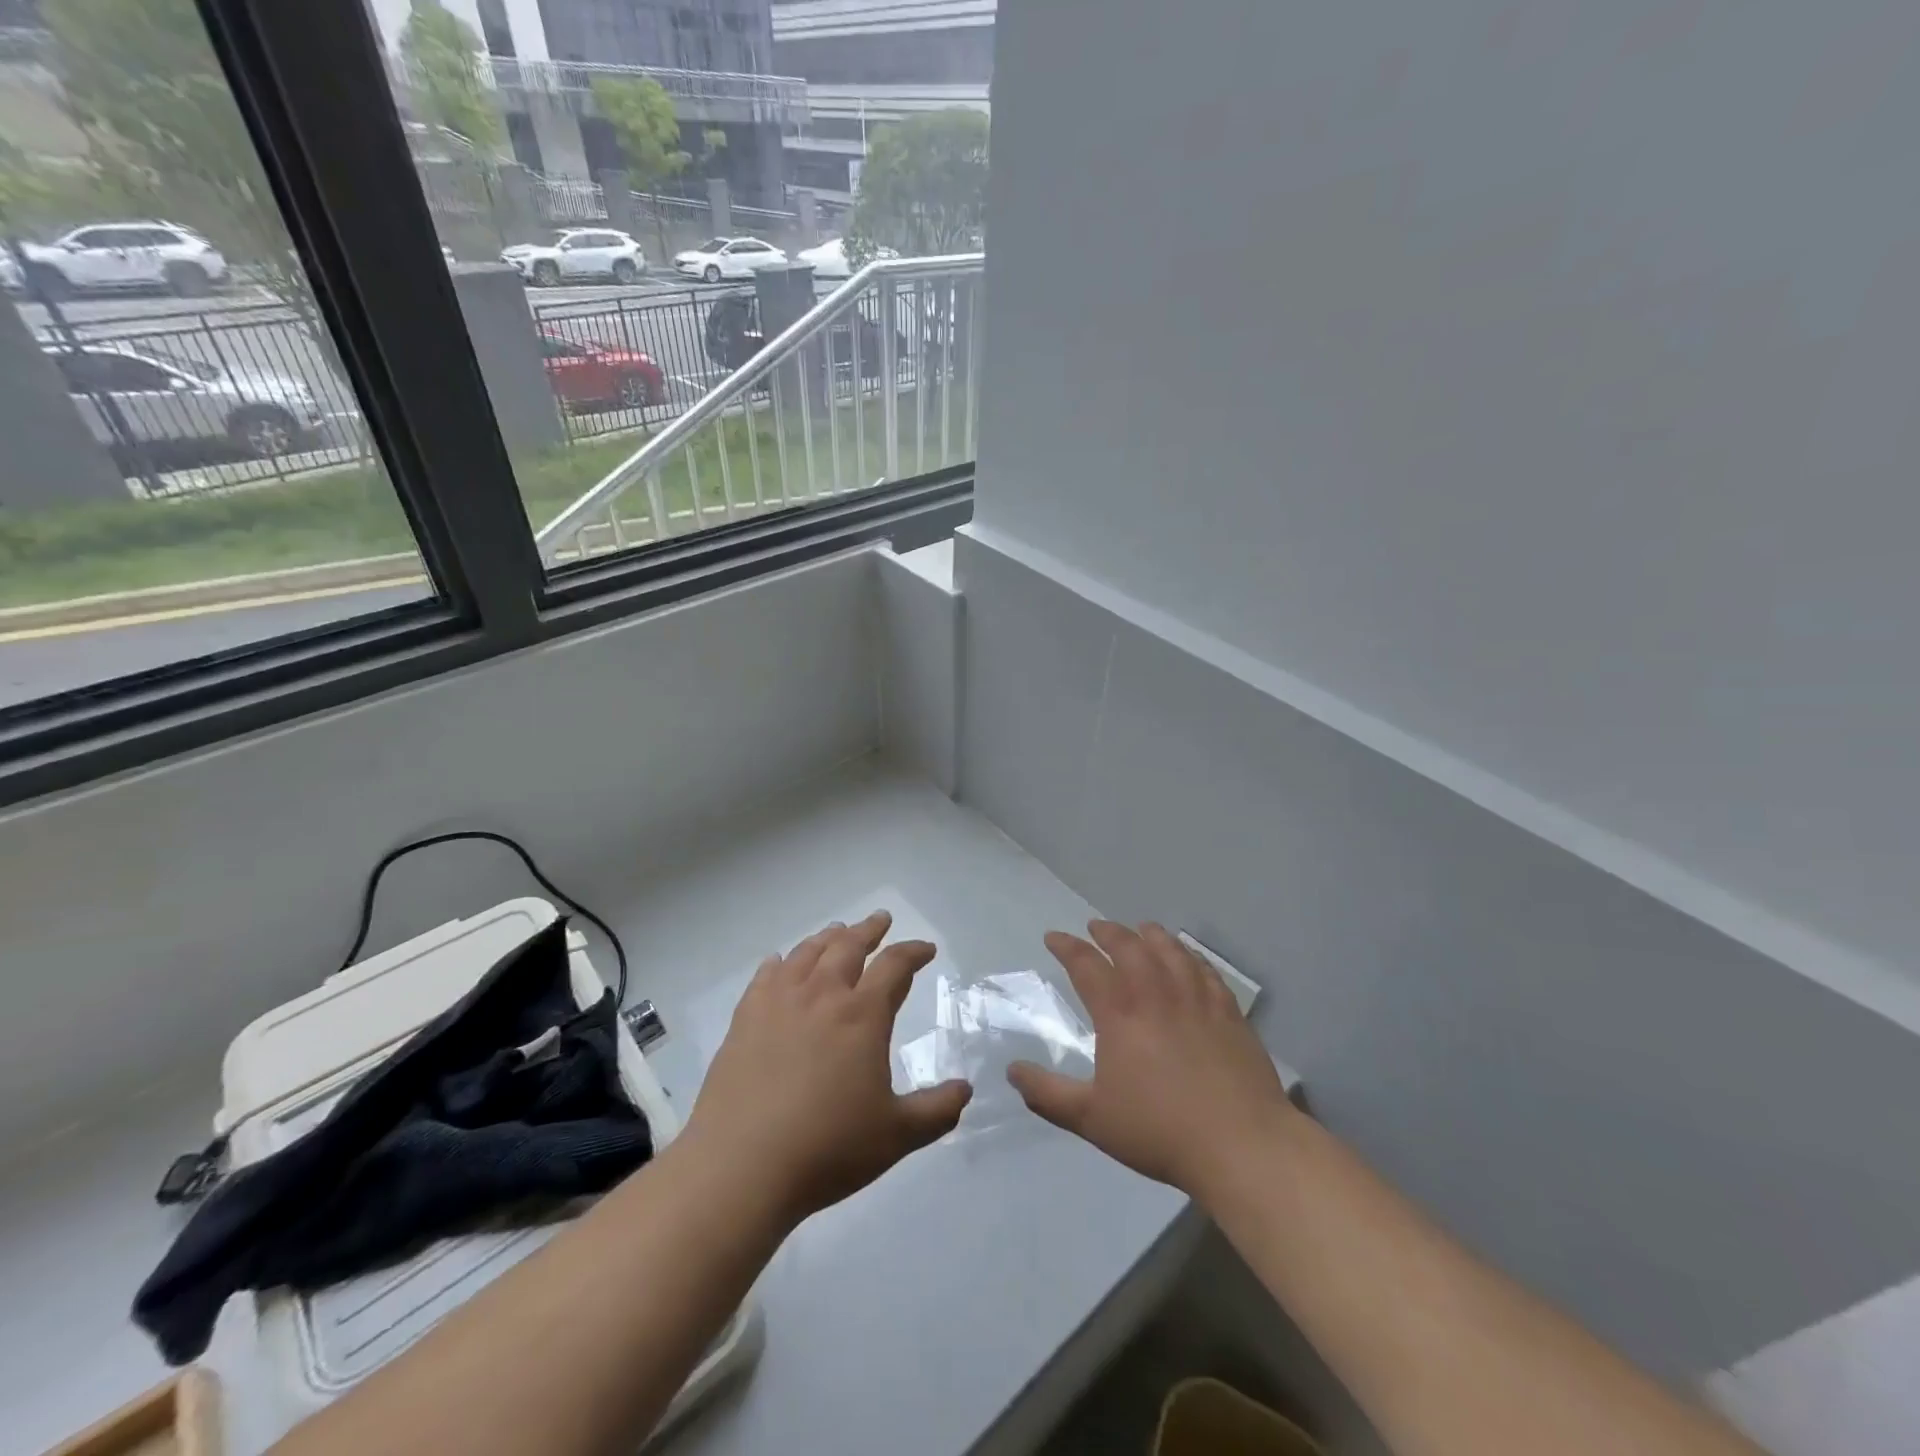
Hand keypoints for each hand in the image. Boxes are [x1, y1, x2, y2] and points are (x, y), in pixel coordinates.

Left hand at [682, 911, 971, 1227]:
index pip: (895, 966)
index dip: (914, 952)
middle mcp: (822, 996)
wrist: (741, 1167)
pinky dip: (778, 963)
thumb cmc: (827, 1148)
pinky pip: (765, 977)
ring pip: (807, 954)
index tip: (926, 949)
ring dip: (827, 938)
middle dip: (869, 930)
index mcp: (862, 1015)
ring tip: (837, 931)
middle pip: (849, 946)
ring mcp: (779, 1004)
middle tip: (881, 919)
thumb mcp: (896, 1135)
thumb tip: (965, 1089)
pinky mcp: (745, 1020)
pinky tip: (778, 962)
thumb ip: (936, 1110)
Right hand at [1008, 921, 1294, 1199]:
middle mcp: (1156, 993)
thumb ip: (1048, 1094)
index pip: (1086, 964)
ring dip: (1150, 934)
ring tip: (1141, 928)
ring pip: (1169, 950)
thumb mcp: (1092, 1119)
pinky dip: (1190, 955)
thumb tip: (1012, 1071)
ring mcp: (1196, 998)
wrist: (1239, 1144)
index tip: (1053, 937)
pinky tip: (1188, 957)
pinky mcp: (1228, 1011)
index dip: (1066, 946)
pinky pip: (1205, 970)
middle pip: (1129, 946)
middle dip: (1108, 931)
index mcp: (1119, 1013)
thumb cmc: (1159, 1131)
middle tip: (1095, 926)